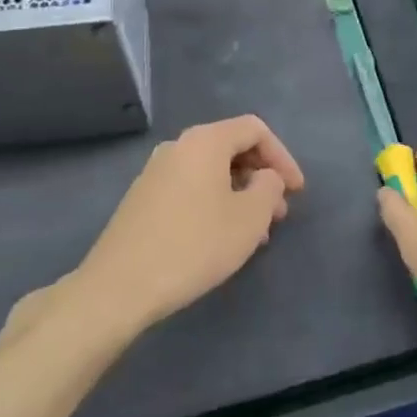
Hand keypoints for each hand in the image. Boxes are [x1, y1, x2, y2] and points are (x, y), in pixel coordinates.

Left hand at [71, 115, 304, 337]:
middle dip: (262, 177)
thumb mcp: (249, 218)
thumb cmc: (194, 245)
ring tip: (256, 232)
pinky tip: (223, 238)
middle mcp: (178, 147)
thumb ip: (269, 188)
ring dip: (240, 194)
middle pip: (231, 148)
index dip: (283, 157)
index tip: (297, 191)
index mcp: (205, 141)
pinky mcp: (143, 199)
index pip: (255, 129)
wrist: (119, 286)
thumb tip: (265, 178)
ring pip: (212, 172)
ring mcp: (156, 172)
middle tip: (279, 213)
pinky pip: (191, 188)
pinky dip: (216, 203)